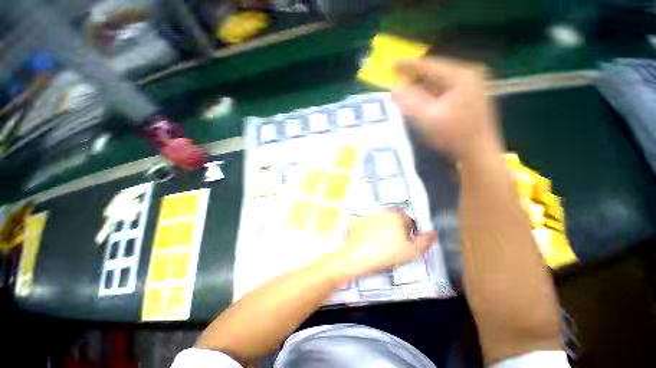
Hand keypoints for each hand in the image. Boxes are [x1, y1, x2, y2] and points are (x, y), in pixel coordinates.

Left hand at [336, 209, 436, 279]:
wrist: (358, 256)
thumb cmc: (382, 254)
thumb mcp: (411, 251)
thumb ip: (425, 241)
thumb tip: (433, 234)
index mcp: (397, 215)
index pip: (411, 223)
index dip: (411, 236)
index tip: (408, 244)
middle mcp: (383, 212)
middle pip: (398, 222)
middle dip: (400, 233)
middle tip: (397, 247)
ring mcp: (372, 215)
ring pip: (386, 224)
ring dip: (388, 232)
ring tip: (385, 246)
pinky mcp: (362, 221)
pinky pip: (374, 226)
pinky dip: (376, 232)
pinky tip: (375, 243)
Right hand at [392, 57, 501, 160]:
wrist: (478, 152)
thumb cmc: (454, 135)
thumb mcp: (428, 117)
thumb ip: (410, 101)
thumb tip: (395, 87)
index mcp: (461, 75)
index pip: (429, 65)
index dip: (408, 65)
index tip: (391, 66)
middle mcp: (468, 75)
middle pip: (435, 71)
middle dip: (414, 76)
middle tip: (396, 80)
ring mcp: (470, 85)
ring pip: (439, 81)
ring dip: (421, 85)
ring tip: (405, 90)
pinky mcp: (469, 96)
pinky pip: (444, 89)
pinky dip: (430, 93)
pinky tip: (420, 99)